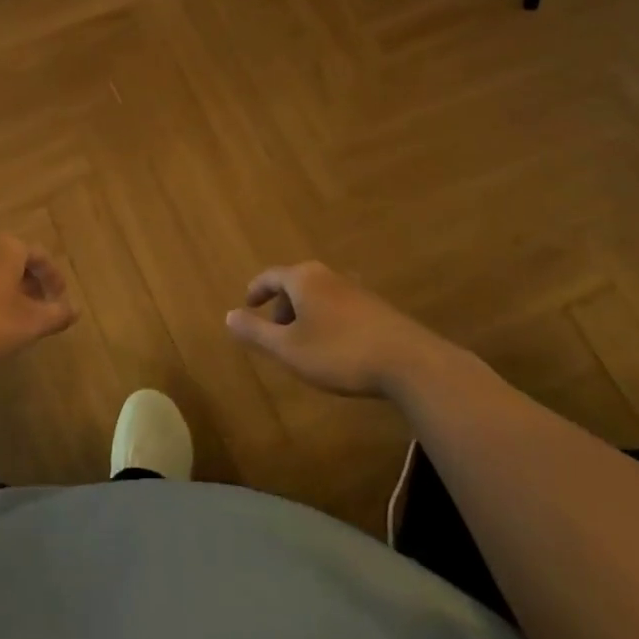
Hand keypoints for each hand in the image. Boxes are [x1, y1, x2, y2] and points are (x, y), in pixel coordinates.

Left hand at [0, 233, 74, 367]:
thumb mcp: (28, 323)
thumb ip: (55, 315)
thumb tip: (75, 309)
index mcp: (8, 246)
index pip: (41, 256)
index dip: (54, 280)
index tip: (60, 303)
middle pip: (14, 260)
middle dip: (30, 285)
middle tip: (38, 312)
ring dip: (5, 292)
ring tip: (11, 320)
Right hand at [226, 261, 456, 398]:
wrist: (410, 363)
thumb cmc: (339, 352)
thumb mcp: (288, 348)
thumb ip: (256, 332)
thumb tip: (228, 315)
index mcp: (304, 278)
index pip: (270, 276)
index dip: (255, 291)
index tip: (247, 305)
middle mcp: (328, 276)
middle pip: (295, 284)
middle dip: (281, 306)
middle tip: (274, 333)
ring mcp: (356, 290)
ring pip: (319, 297)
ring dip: (305, 316)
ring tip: (303, 345)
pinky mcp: (377, 308)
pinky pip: (339, 307)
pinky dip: (326, 321)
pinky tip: (334, 348)